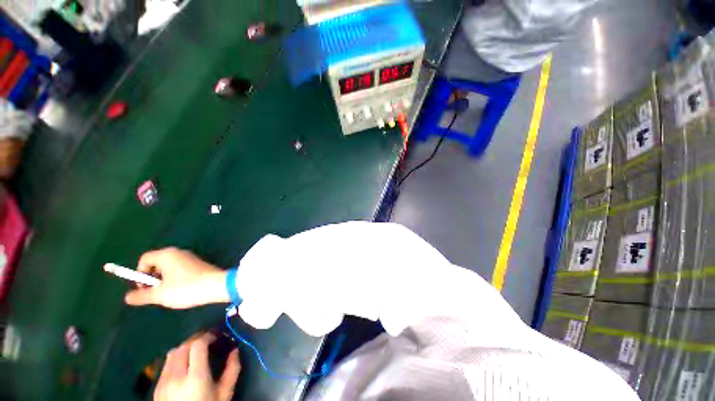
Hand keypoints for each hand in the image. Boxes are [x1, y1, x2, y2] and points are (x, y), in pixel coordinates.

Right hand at [125, 247, 228, 308]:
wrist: (217, 285)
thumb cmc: (186, 288)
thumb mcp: (160, 295)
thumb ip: (141, 296)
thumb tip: (127, 297)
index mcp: (166, 255)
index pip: (144, 259)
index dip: (139, 274)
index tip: (145, 288)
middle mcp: (178, 252)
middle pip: (155, 263)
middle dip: (151, 278)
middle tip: (157, 292)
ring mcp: (189, 257)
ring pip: (167, 268)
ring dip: (163, 280)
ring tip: (169, 293)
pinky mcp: (197, 263)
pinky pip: (178, 269)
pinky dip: (174, 278)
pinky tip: (181, 289)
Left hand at [154, 333, 240, 400]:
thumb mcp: (224, 393)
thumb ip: (232, 370)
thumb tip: (235, 350)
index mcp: (195, 377)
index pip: (197, 345)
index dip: (207, 336)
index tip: (216, 336)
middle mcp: (176, 376)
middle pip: (183, 346)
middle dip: (197, 339)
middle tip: (208, 340)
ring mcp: (163, 382)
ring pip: (172, 353)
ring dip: (185, 347)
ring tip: (195, 351)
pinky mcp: (156, 387)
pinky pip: (166, 364)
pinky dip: (176, 358)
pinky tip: (184, 365)